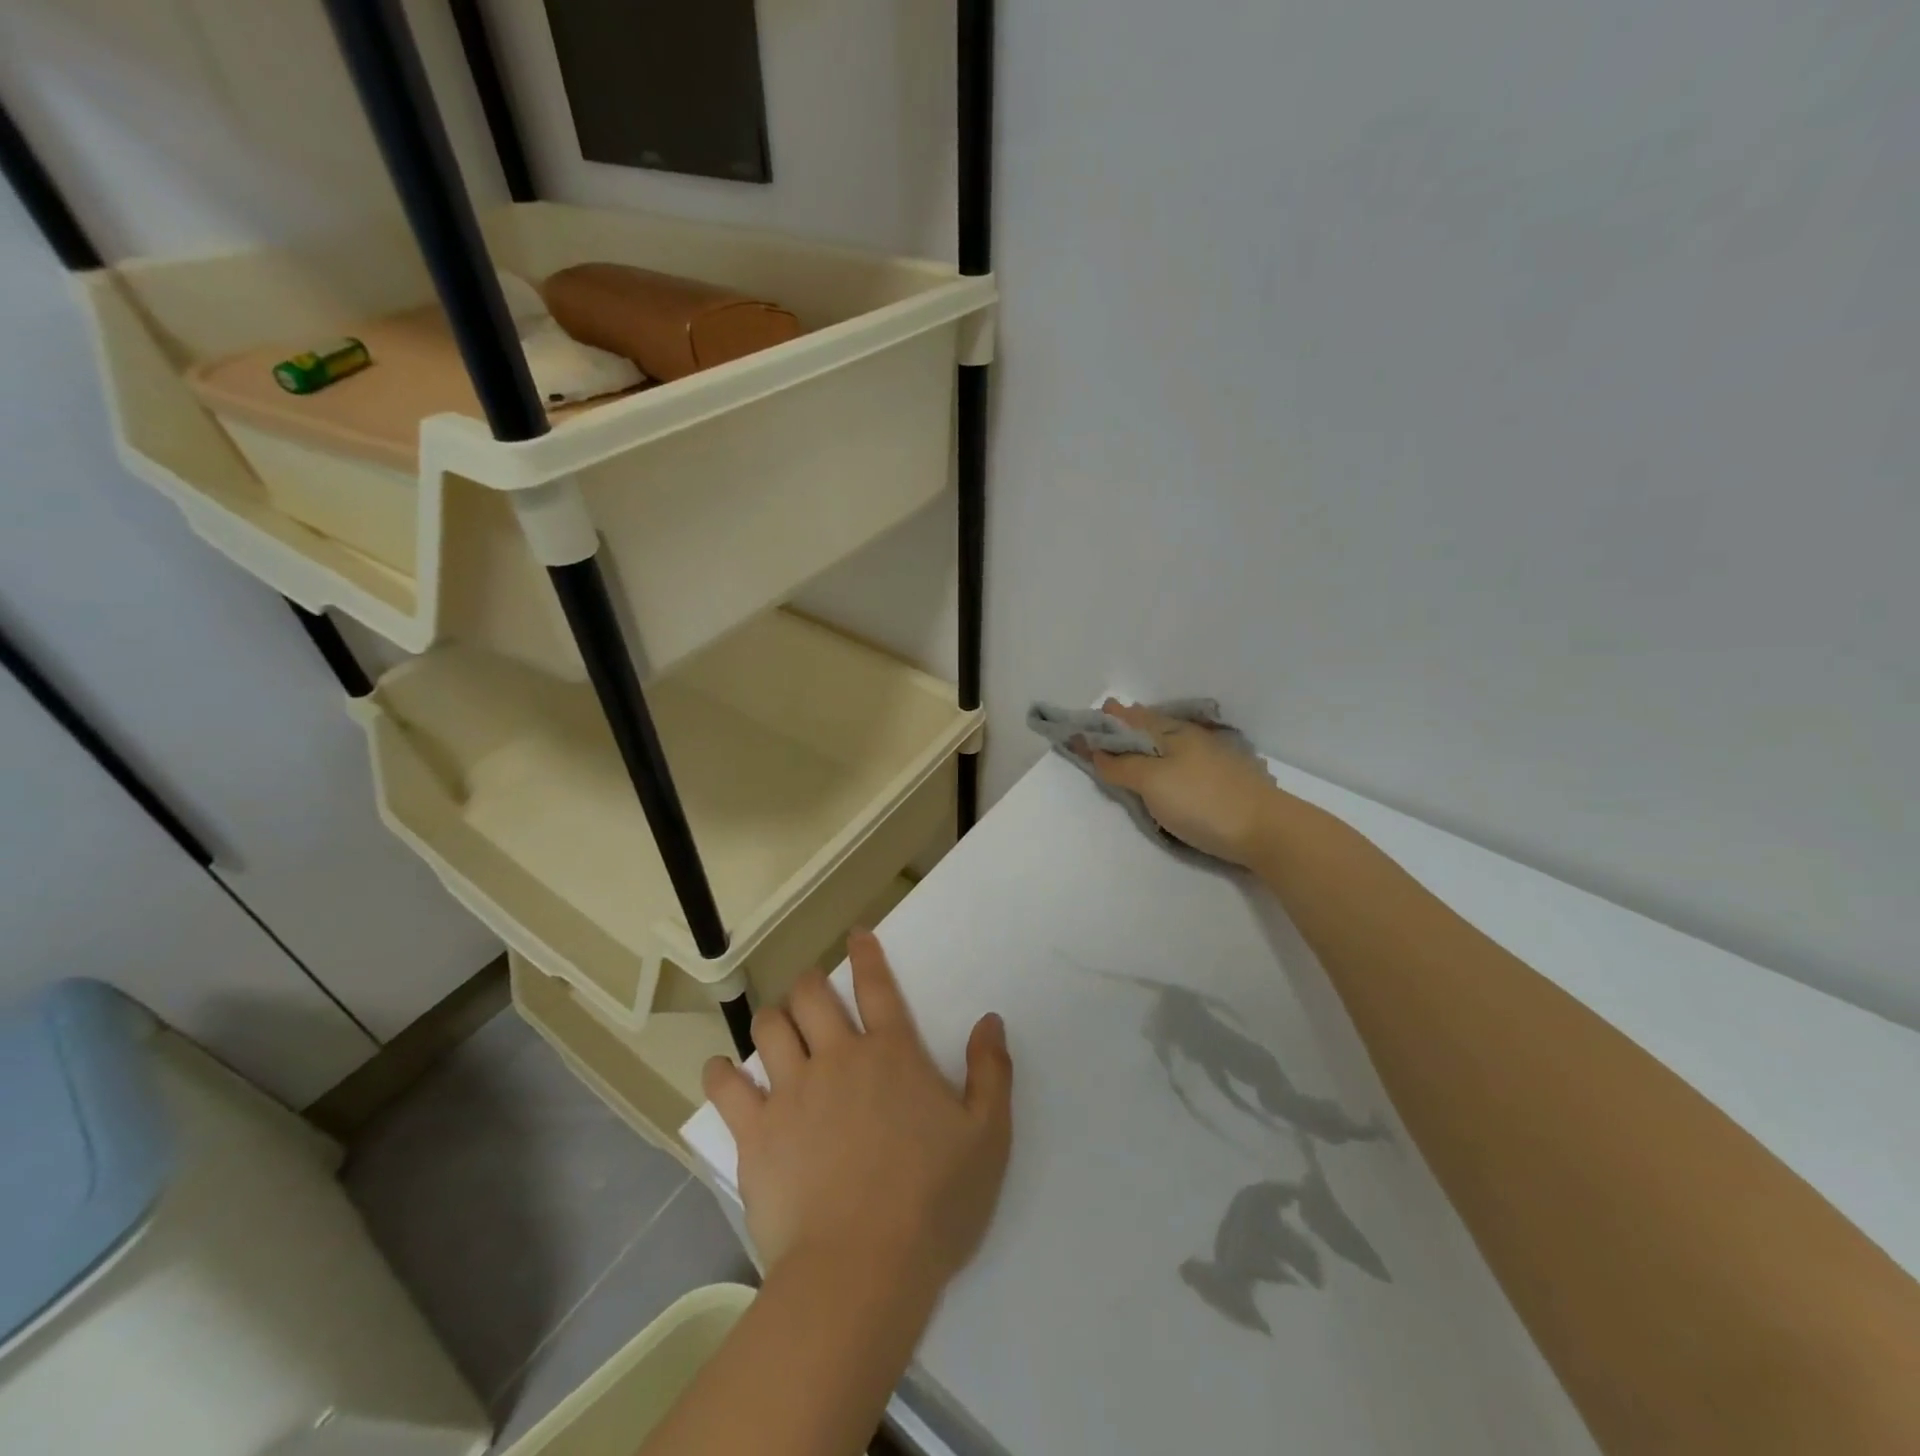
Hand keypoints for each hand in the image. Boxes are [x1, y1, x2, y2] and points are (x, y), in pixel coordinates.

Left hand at [701, 930, 1013, 1296]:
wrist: (862, 1269)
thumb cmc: (933, 1203)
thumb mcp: (987, 1137)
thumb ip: (991, 1072)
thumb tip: (990, 1020)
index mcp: (892, 1054)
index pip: (877, 987)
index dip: (866, 955)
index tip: (856, 934)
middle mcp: (838, 1058)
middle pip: (812, 996)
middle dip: (810, 984)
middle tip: (812, 991)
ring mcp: (792, 1092)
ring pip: (770, 1028)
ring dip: (773, 1019)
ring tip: (777, 1027)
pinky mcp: (756, 1133)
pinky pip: (727, 1087)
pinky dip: (722, 1073)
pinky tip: (722, 1071)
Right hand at [1080, 698, 1280, 865]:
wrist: (1267, 830)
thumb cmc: (1202, 801)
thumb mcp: (1152, 782)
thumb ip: (1121, 766)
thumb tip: (1097, 751)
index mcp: (1172, 732)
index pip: (1131, 719)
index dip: (1108, 720)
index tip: (1085, 724)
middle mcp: (1192, 738)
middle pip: (1152, 726)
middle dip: (1129, 724)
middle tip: (1110, 720)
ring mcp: (1211, 758)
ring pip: (1170, 743)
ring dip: (1149, 741)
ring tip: (1133, 743)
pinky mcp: (1223, 781)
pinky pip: (1184, 760)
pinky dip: (1166, 758)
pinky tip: (1169, 767)